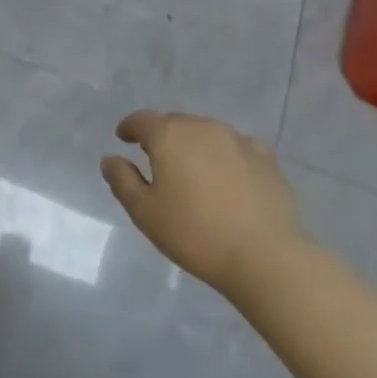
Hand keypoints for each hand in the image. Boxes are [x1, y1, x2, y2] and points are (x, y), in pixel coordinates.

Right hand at [101, 111, 308, 295]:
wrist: (265, 256)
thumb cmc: (195, 234)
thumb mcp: (145, 213)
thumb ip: (122, 180)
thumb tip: (110, 159)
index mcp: (169, 135)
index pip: (142, 120)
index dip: (129, 128)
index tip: (124, 138)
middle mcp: (201, 126)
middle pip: (174, 123)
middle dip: (162, 137)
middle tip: (158, 162)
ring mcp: (236, 139)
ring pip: (206, 133)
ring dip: (194, 145)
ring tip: (193, 172)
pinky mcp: (265, 157)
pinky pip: (235, 147)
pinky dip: (225, 156)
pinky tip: (228, 178)